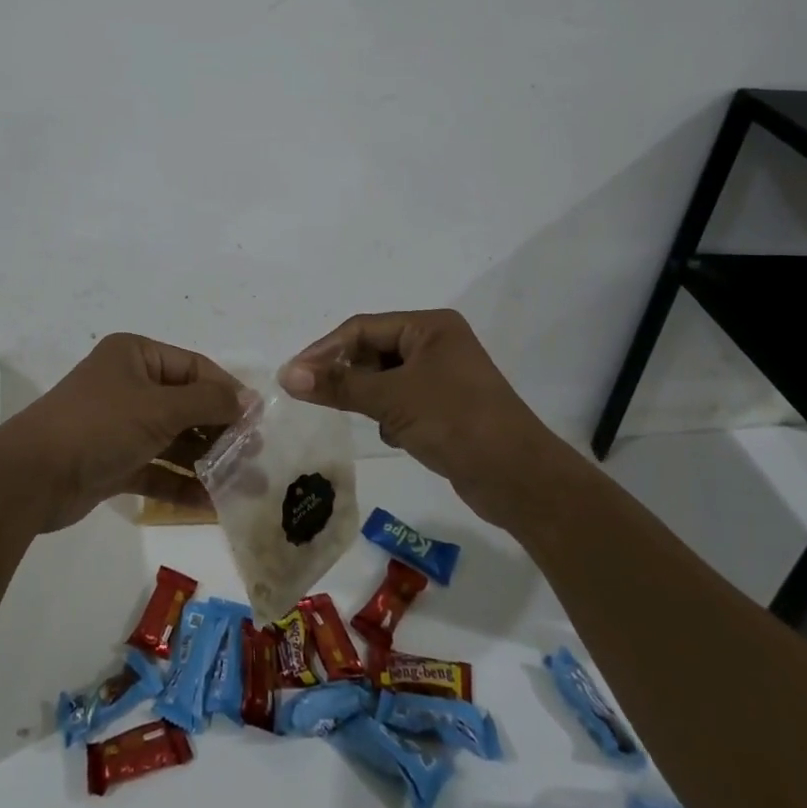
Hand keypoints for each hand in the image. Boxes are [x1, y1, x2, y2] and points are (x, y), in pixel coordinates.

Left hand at [0, 333, 244, 531]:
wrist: (32, 476)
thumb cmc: (100, 425)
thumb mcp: (159, 407)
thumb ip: (208, 402)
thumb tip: (250, 399)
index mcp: (136, 355)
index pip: (194, 367)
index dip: (227, 392)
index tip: (258, 421)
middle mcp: (129, 384)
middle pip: (187, 404)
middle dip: (220, 430)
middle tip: (255, 457)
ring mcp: (121, 424)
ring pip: (174, 438)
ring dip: (206, 460)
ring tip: (244, 484)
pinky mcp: (114, 461)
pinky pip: (157, 467)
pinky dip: (181, 482)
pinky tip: (211, 503)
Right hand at [278, 310, 547, 517]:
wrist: (521, 481)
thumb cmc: (456, 422)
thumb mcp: (391, 399)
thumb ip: (338, 384)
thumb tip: (286, 375)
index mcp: (430, 326)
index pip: (362, 329)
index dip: (325, 350)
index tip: (293, 375)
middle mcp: (437, 344)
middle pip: (373, 351)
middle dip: (347, 374)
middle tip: (315, 395)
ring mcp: (444, 377)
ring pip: (386, 379)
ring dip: (368, 397)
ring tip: (356, 416)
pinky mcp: (447, 408)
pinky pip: (402, 401)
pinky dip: (389, 415)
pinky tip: (393, 436)